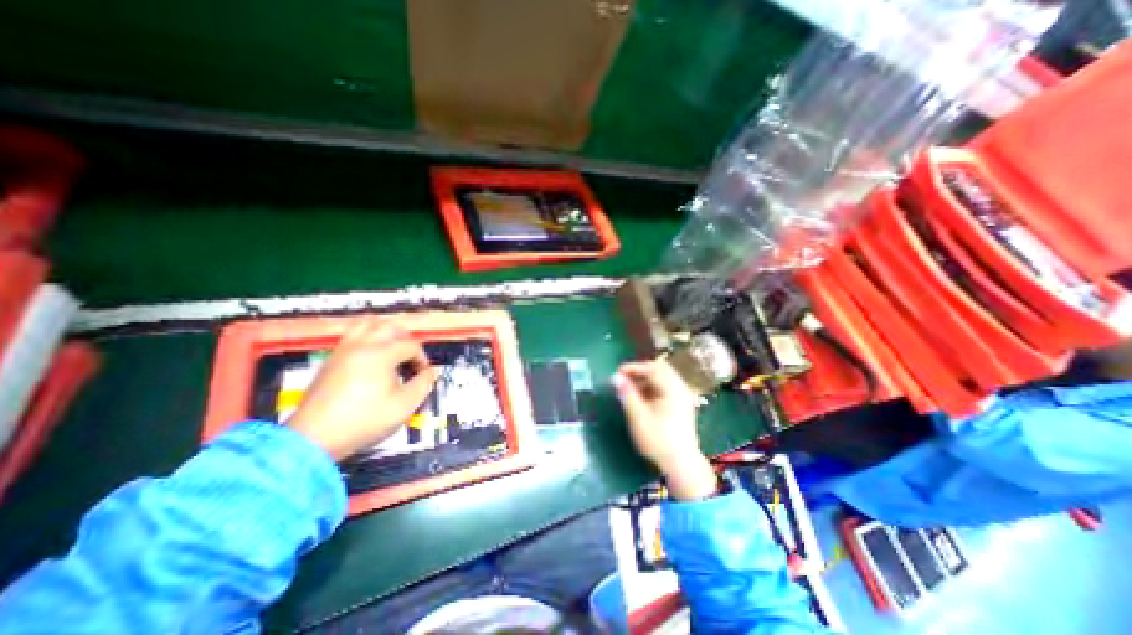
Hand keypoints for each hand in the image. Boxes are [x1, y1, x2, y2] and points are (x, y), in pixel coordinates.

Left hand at [287, 321, 435, 458]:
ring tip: (392, 351)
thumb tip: (431, 371)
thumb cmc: (364, 421)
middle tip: (411, 359)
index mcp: (381, 354)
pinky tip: (372, 358)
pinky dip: (368, 339)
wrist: (314, 438)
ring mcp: (343, 350)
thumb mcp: (404, 406)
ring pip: (368, 326)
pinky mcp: (330, 360)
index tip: (423, 376)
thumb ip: (424, 384)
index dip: (422, 359)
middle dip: (406, 340)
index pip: (411, 345)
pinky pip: (353, 336)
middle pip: (390, 327)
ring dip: (385, 334)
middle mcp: (361, 345)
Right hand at [614, 359, 719, 498]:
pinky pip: (666, 387)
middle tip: (624, 379)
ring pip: (663, 377)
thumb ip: (627, 394)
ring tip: (630, 389)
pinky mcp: (682, 405)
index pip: (652, 368)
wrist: (681, 466)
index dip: (633, 368)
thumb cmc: (658, 440)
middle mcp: (681, 388)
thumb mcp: (638, 417)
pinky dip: (653, 387)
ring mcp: (683, 396)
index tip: (617, 373)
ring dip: (646, 379)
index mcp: (672, 389)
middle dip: (640, 371)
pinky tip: (642, 398)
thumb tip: (615, 377)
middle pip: (660, 369)